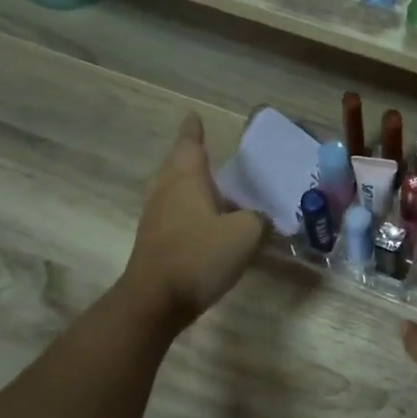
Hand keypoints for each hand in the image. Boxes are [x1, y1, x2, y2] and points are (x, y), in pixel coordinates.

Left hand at [121, 115, 265, 332]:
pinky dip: (191, 210)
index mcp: (185, 179)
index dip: (194, 130)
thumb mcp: (246, 233)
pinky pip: (175, 214)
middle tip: (210, 153)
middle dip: (191, 157)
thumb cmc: (199, 255)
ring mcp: (156, 217)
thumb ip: (259, 219)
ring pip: (174, 190)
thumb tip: (260, 218)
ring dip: (192, 185)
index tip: (194, 116)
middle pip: (177, 165)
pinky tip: (210, 223)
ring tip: (216, 188)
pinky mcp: (156, 242)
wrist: (156, 300)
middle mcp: (166, 191)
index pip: (190, 144)